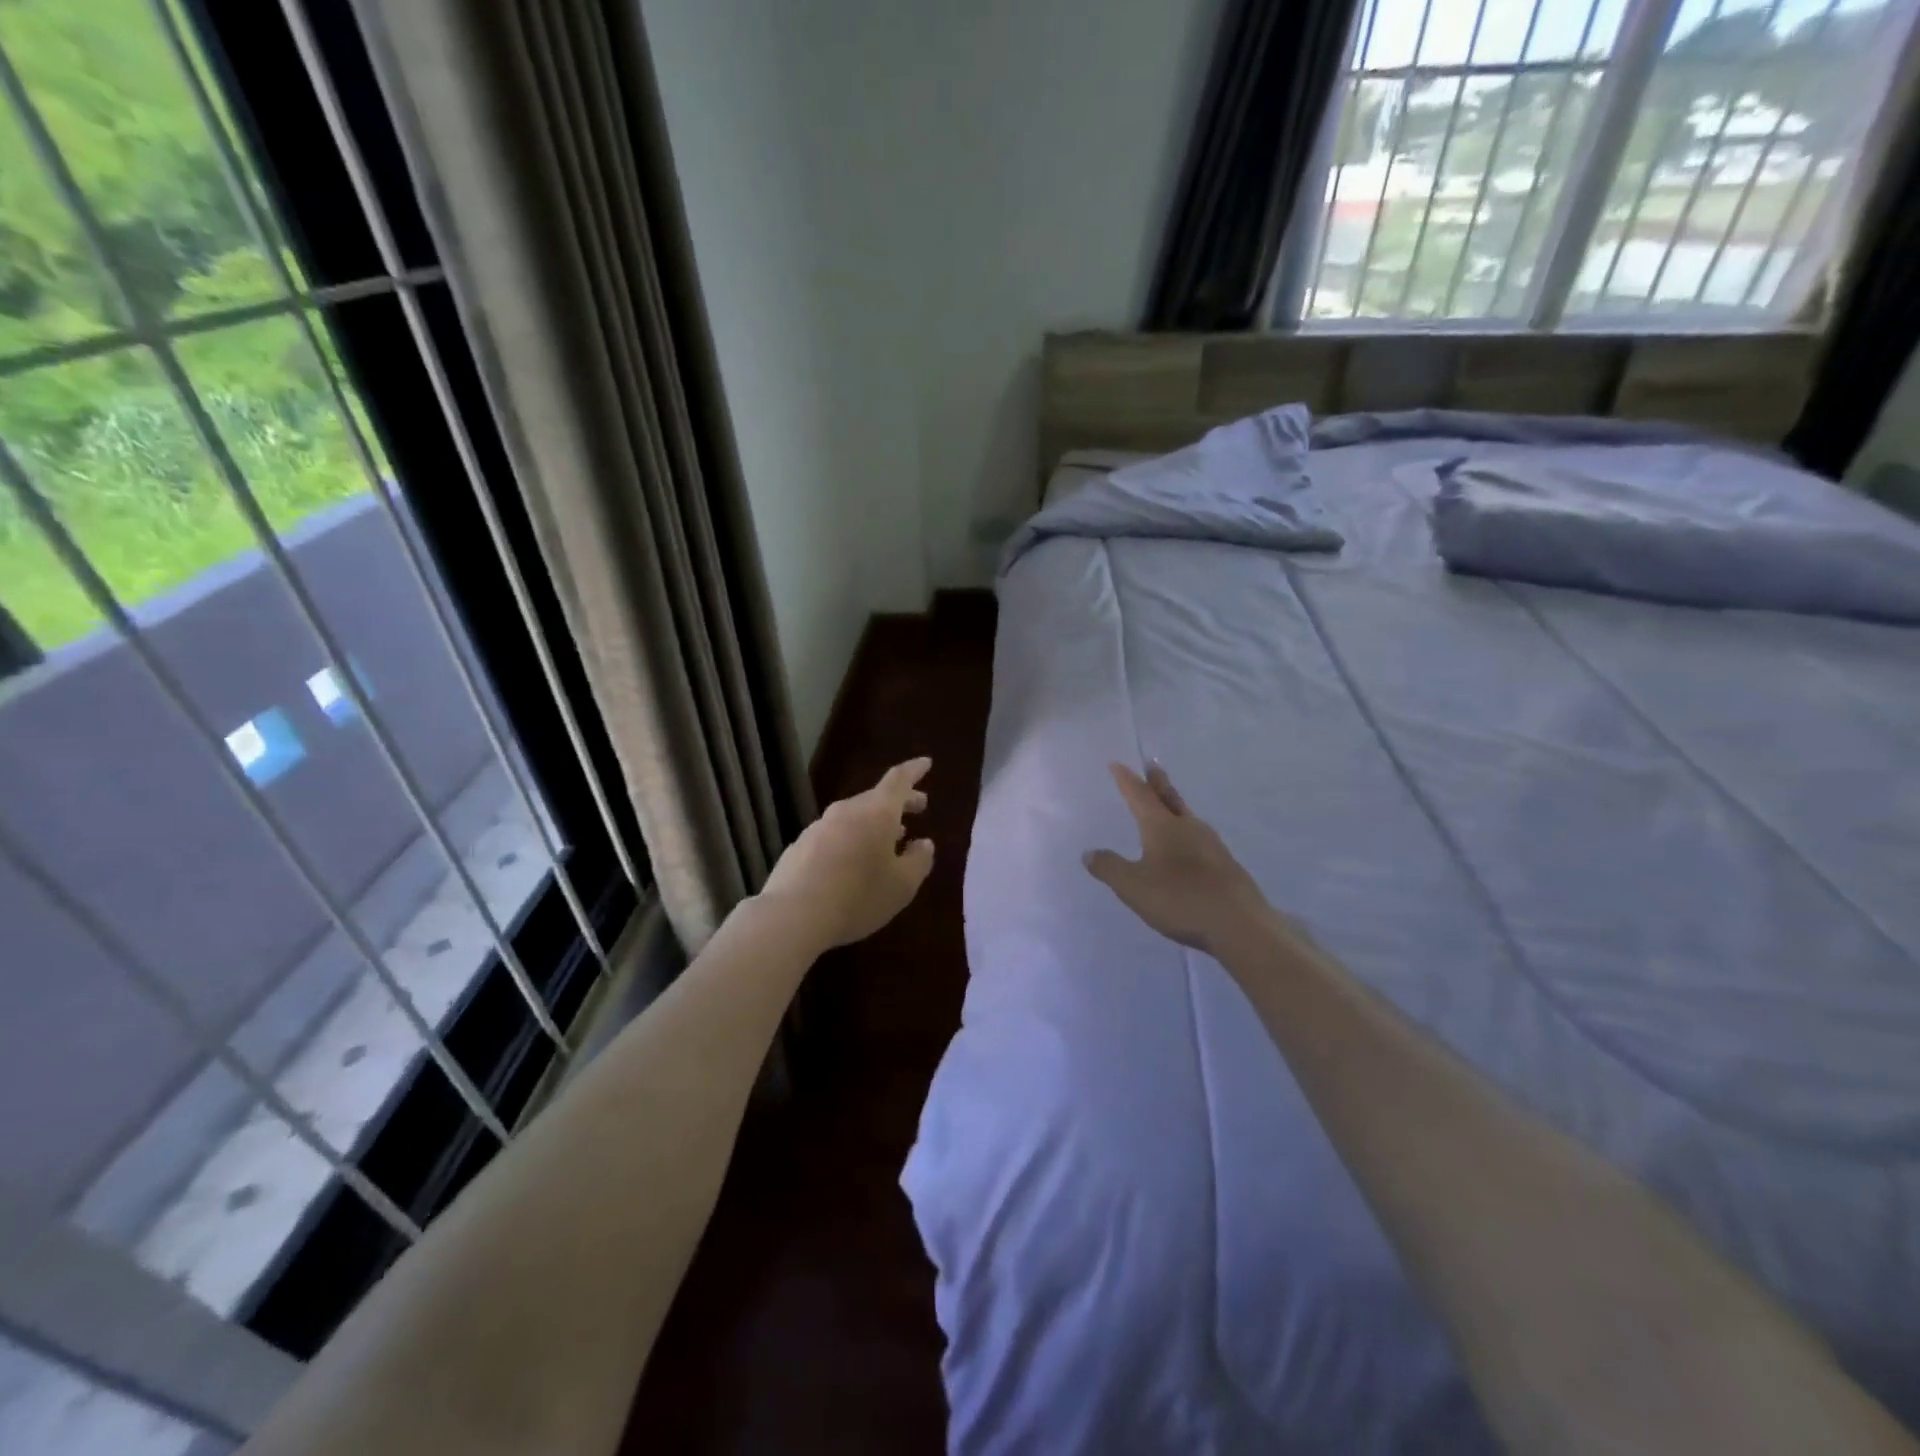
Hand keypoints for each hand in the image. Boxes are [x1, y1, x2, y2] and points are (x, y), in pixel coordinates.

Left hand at [759, 757, 934, 949]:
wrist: (793, 915)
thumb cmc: (858, 897)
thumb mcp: (902, 885)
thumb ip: (919, 861)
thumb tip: (923, 844)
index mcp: (876, 813)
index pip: (898, 780)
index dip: (914, 770)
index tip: (926, 763)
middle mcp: (847, 811)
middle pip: (876, 798)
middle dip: (900, 801)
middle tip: (919, 807)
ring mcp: (819, 827)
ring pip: (854, 816)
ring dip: (875, 822)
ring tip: (890, 838)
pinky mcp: (800, 846)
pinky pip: (835, 834)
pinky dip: (852, 839)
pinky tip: (854, 861)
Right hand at [1084, 762, 1270, 956]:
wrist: (1239, 925)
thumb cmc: (1179, 899)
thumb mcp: (1133, 887)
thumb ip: (1110, 868)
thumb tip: (1089, 852)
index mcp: (1162, 827)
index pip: (1140, 796)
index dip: (1127, 780)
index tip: (1117, 764)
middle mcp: (1188, 828)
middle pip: (1170, 798)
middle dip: (1158, 782)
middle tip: (1153, 765)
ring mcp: (1212, 845)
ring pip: (1188, 817)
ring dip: (1175, 806)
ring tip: (1168, 804)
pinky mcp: (1226, 864)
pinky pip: (1200, 838)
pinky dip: (1188, 832)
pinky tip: (1189, 845)